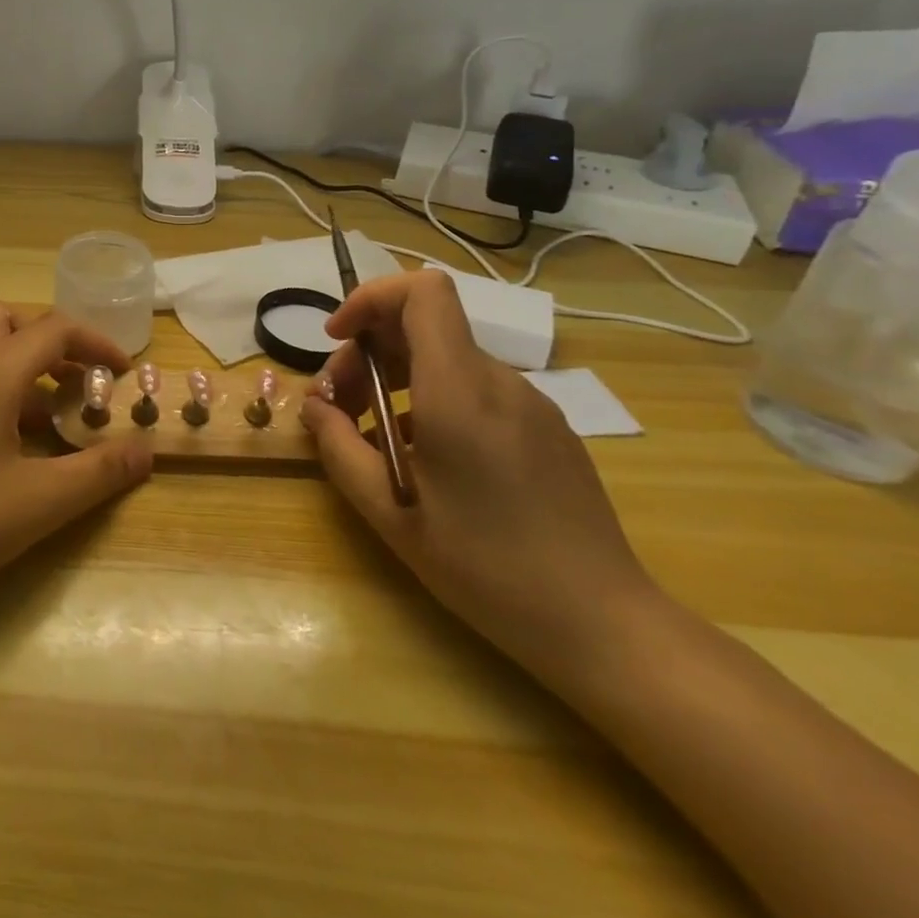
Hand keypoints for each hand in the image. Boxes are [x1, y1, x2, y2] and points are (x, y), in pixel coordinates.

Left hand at [0, 303, 152, 606]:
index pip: (54, 329)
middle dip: (46, 339)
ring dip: (12, 364)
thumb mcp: (42, 501)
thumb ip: (99, 472)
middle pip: (6, 319)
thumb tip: (145, 450)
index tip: (120, 372)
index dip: (95, 342)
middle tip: (72, 379)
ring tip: (37, 416)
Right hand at [300, 270, 661, 680]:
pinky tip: (424, 459)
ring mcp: (531, 404)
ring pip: (446, 359)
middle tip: (339, 407)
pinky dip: (432, 400)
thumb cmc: (486, 568)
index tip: (338, 339)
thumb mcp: (389, 512)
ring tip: (375, 439)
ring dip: (397, 379)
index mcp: (459, 390)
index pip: (422, 291)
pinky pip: (476, 390)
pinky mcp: (547, 429)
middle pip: (423, 325)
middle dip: (368, 351)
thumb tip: (314, 405)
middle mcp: (499, 382)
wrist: (603, 626)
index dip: (371, 298)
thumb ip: (338, 446)